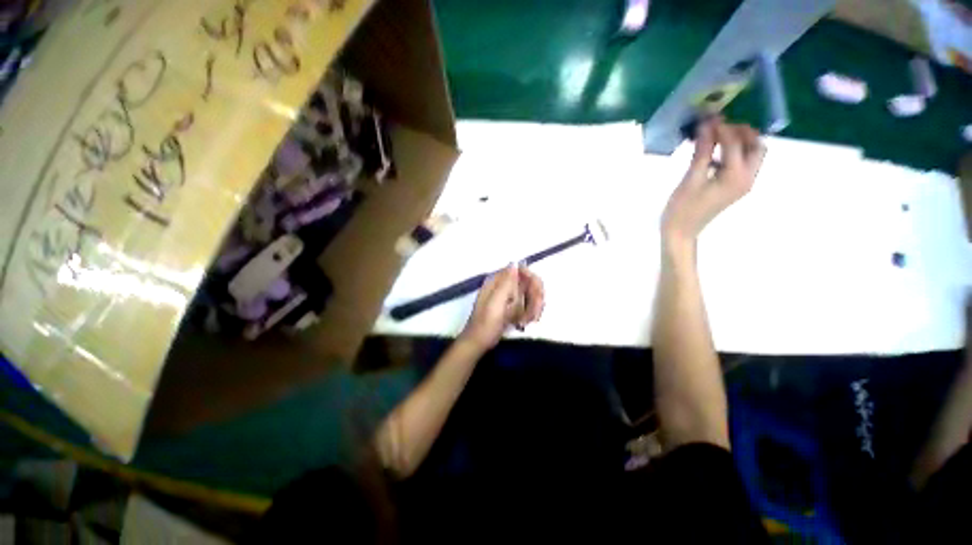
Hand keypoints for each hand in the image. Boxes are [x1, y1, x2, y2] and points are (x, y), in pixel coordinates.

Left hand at [459, 265, 544, 351]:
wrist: (478, 343)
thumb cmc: (486, 323)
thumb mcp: (495, 303)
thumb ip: (506, 283)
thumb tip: (515, 263)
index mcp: (497, 281)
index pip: (521, 270)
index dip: (532, 280)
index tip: (538, 295)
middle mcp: (503, 285)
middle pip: (528, 283)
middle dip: (535, 298)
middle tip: (535, 315)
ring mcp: (508, 297)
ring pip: (530, 295)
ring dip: (532, 309)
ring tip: (526, 322)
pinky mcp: (511, 308)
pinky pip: (526, 306)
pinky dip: (528, 314)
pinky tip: (523, 323)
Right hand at [661, 118, 765, 249]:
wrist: (680, 233)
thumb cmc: (682, 208)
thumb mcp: (691, 178)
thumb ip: (702, 151)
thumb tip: (706, 125)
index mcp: (737, 176)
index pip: (735, 142)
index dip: (722, 127)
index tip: (707, 117)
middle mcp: (747, 178)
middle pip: (756, 146)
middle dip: (741, 132)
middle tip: (718, 126)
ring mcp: (742, 184)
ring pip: (752, 154)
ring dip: (739, 142)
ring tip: (716, 137)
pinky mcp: (734, 187)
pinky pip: (742, 164)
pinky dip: (733, 153)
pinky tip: (713, 153)